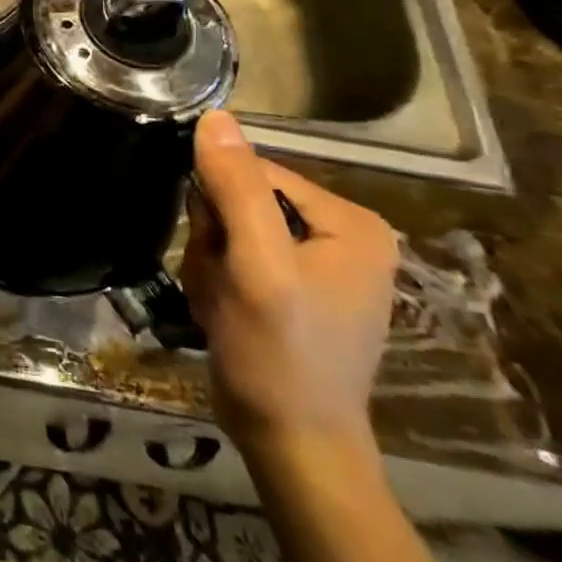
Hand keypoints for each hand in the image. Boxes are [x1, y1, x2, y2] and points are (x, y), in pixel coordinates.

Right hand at [181, 111, 398, 454]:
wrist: (291, 445)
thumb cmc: (279, 354)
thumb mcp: (256, 265)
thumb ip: (237, 187)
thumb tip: (215, 116)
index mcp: (351, 221)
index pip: (256, 172)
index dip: (219, 207)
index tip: (215, 251)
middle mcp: (342, 234)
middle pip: (242, 202)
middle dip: (215, 241)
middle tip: (221, 285)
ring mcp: (319, 264)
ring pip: (230, 230)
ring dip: (210, 265)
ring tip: (221, 304)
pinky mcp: (295, 289)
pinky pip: (236, 258)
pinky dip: (218, 282)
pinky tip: (224, 314)